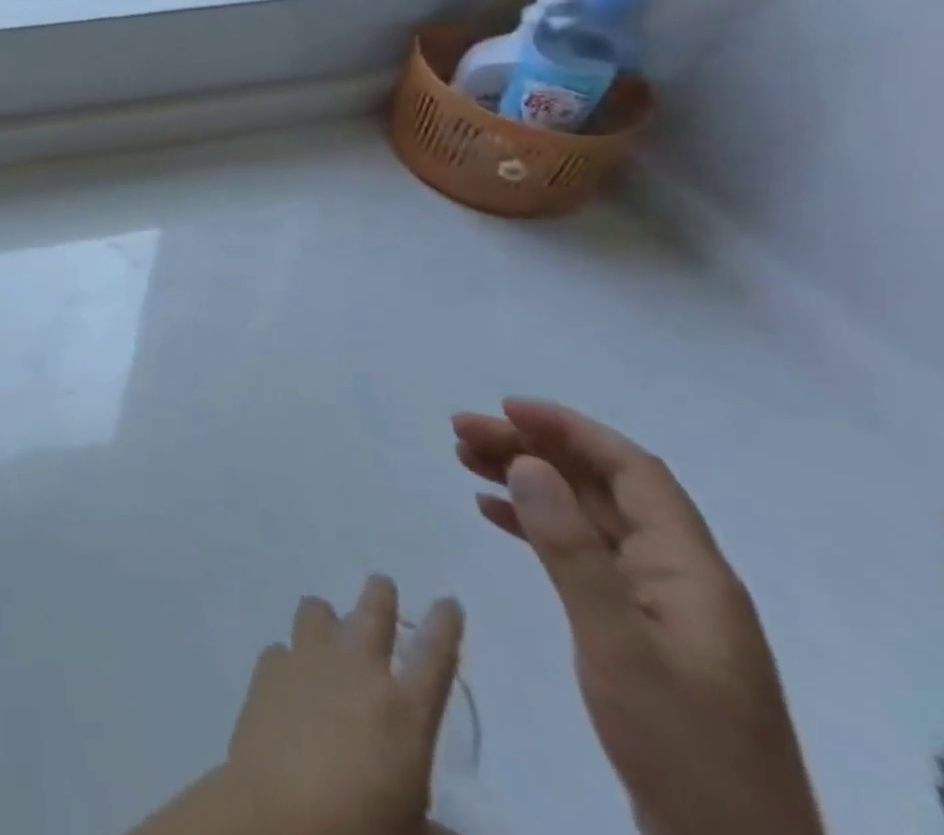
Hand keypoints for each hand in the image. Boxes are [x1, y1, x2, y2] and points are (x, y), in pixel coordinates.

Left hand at [131, 576, 462, 834]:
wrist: (277, 816)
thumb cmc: (359, 830)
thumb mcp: (410, 832)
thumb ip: (431, 825)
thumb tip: (444, 832)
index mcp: (405, 712)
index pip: (435, 657)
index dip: (444, 625)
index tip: (447, 602)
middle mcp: (358, 670)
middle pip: (373, 613)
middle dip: (380, 595)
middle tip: (382, 586)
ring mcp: (308, 660)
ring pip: (318, 611)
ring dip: (327, 618)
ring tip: (328, 627)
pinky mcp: (269, 667)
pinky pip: (282, 649)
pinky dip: (290, 659)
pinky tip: (289, 680)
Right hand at [453, 399, 822, 834]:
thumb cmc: (678, 742)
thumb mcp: (616, 642)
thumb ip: (570, 548)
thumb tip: (528, 463)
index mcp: (690, 568)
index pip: (632, 470)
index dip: (570, 429)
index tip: (505, 408)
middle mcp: (677, 574)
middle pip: (600, 487)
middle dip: (532, 450)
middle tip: (460, 433)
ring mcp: (657, 602)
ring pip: (586, 515)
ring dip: (528, 482)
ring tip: (463, 460)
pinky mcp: (635, 628)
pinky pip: (580, 552)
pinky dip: (535, 525)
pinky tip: (492, 513)